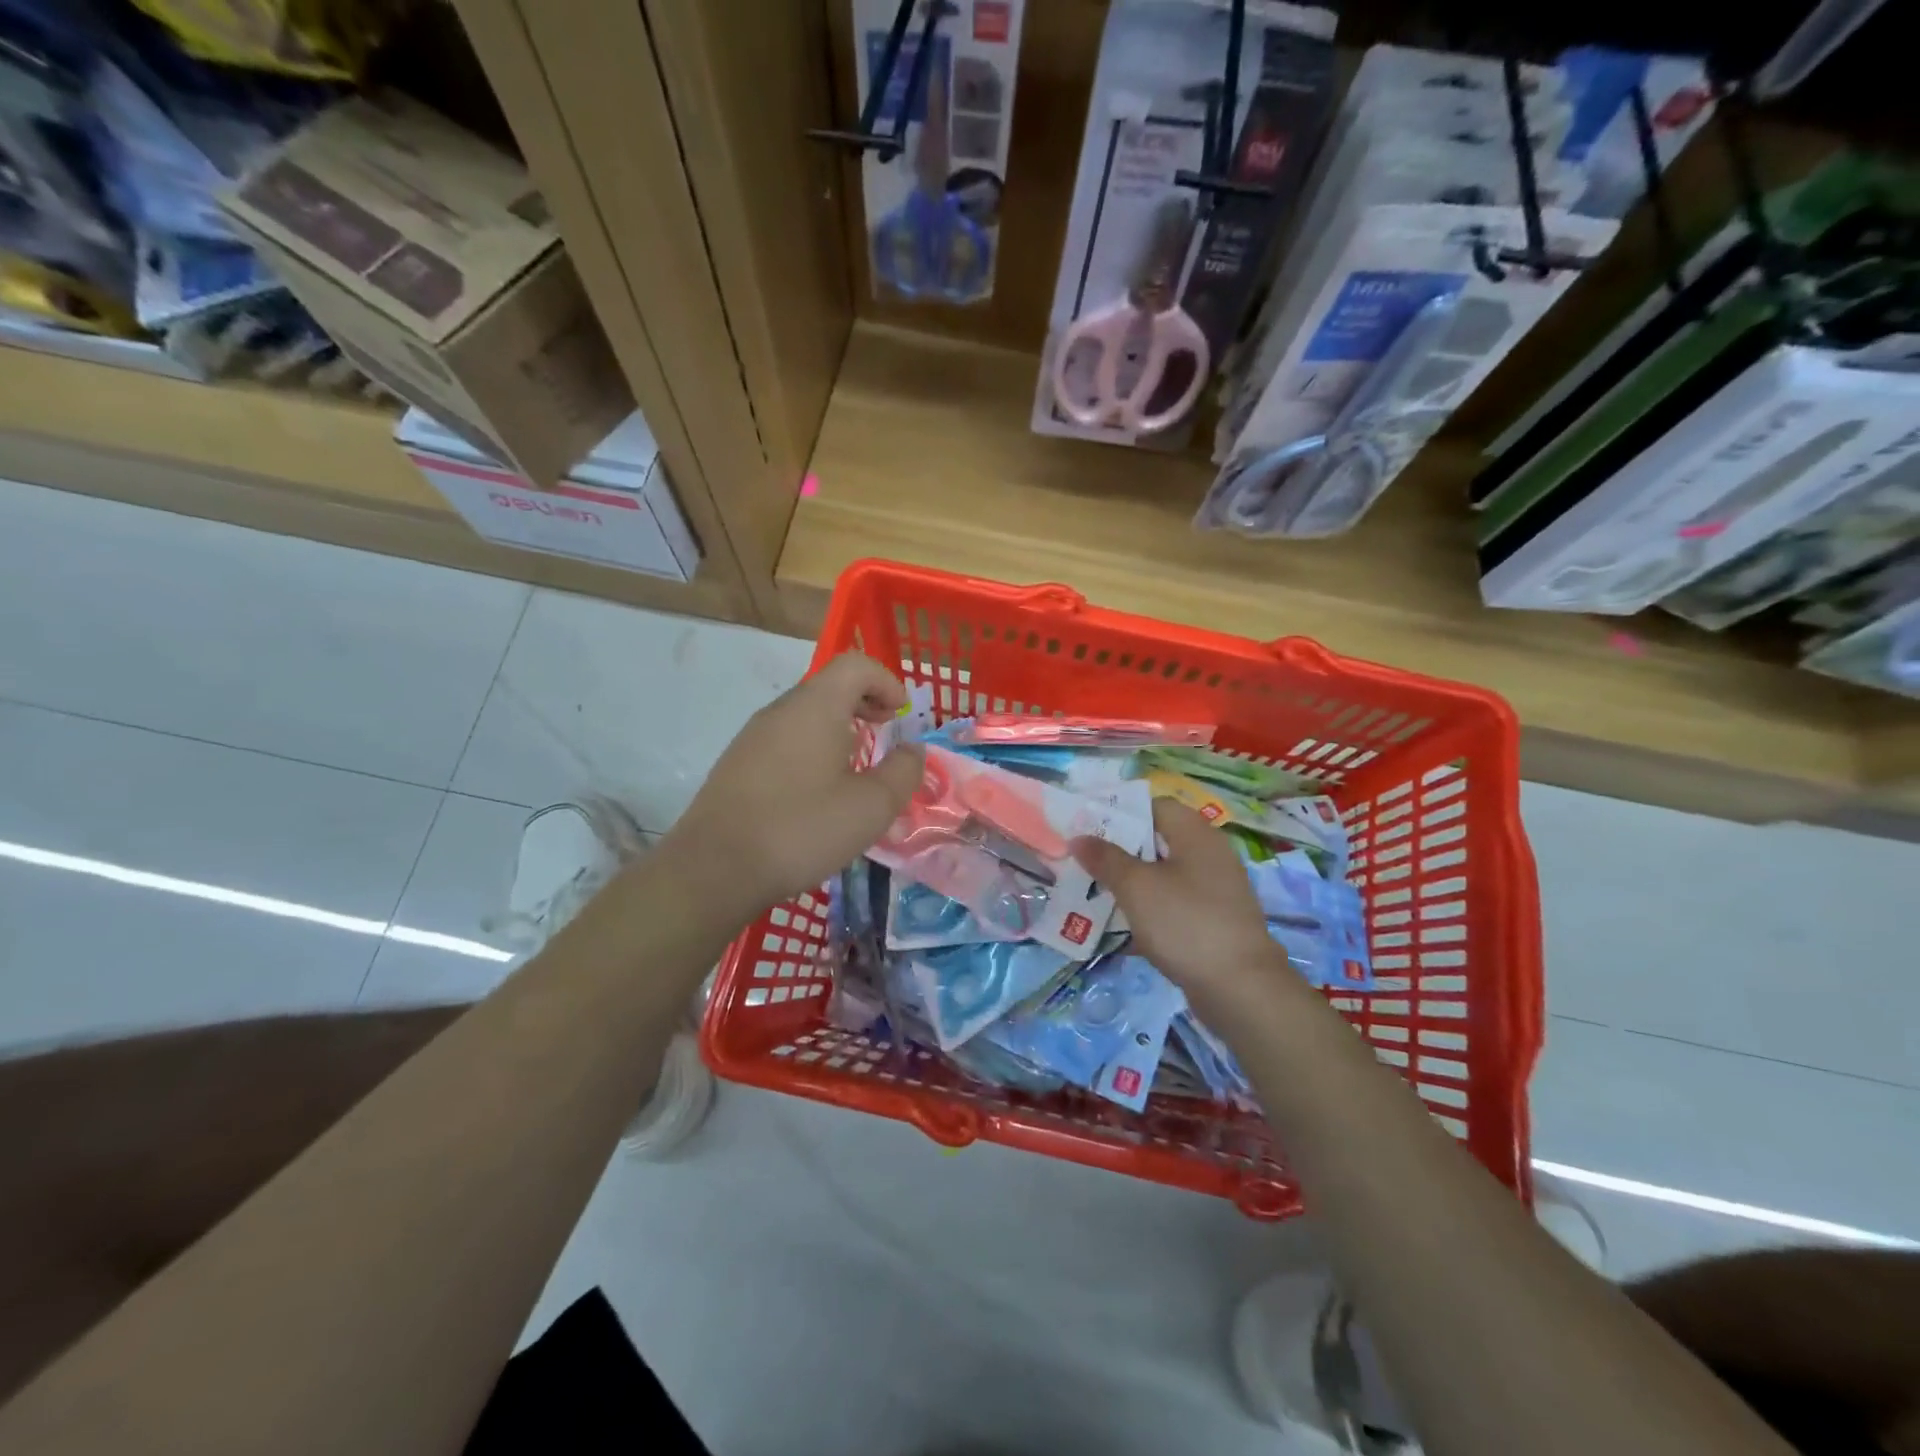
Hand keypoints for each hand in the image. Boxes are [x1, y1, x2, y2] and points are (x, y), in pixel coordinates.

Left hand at [667, 653, 925, 914]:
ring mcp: (753, 737)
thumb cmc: (802, 829)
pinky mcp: (738, 765)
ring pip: (807, 717)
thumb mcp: (871, 807)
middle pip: (830, 687)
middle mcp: (781, 711)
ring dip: (839, 732)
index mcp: (816, 707)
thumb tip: (911, 751)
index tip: (903, 717)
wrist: (714, 869)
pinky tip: (818, 795)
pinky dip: (813, 751)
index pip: (855, 665)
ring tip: (857, 772)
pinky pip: (786, 742)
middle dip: (866, 706)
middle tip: (886, 738)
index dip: (887, 682)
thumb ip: (903, 772)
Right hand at [1072, 800, 1292, 1003]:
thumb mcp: (1136, 887)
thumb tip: (1079, 838)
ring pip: (1163, 876)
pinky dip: (1148, 911)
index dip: (1119, 813)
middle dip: (1119, 851)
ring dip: (1131, 883)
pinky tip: (1121, 929)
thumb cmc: (1186, 923)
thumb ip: (1105, 859)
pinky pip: (1173, 905)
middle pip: (1157, 841)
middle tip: (1084, 862)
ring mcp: (1215, 890)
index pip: (1154, 806)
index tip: (1087, 827)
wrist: (1241, 989)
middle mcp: (1210, 855)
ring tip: (1094, 893)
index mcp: (1196, 834)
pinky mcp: (1213, 921)